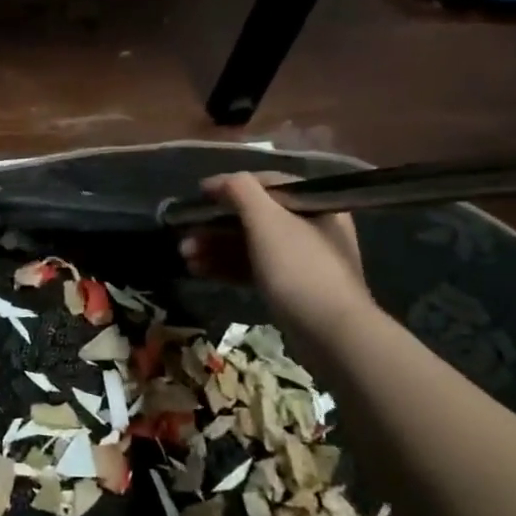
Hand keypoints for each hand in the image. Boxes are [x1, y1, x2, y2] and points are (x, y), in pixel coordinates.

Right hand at [179, 172, 373, 338]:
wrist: (330, 332)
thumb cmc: (298, 267)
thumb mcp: (266, 220)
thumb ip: (240, 191)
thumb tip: (219, 182)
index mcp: (313, 204)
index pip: (266, 184)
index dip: (229, 186)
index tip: (198, 195)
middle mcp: (311, 227)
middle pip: (254, 217)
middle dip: (215, 225)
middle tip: (184, 235)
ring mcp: (301, 260)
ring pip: (251, 245)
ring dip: (216, 247)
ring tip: (185, 257)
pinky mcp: (291, 288)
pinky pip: (254, 268)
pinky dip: (228, 267)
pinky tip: (200, 271)